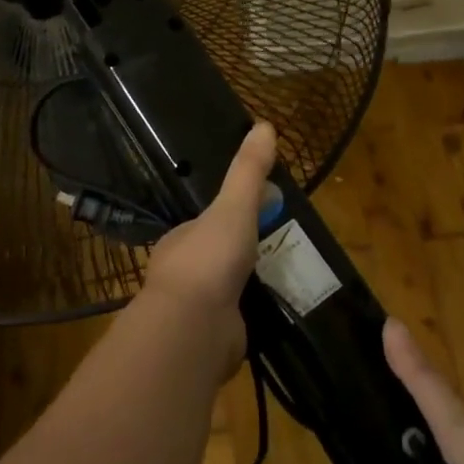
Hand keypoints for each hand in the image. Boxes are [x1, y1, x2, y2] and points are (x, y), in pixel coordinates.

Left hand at [138, 123, 276, 373]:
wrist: (193, 328)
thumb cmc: (209, 259)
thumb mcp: (233, 207)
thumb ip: (248, 171)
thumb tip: (264, 124)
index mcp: (181, 240)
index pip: (207, 222)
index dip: (232, 215)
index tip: (262, 214)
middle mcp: (183, 273)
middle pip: (216, 255)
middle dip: (241, 253)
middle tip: (278, 248)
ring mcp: (194, 309)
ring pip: (225, 290)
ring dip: (247, 285)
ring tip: (282, 279)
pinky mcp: (210, 339)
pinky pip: (234, 320)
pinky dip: (251, 315)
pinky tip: (272, 312)